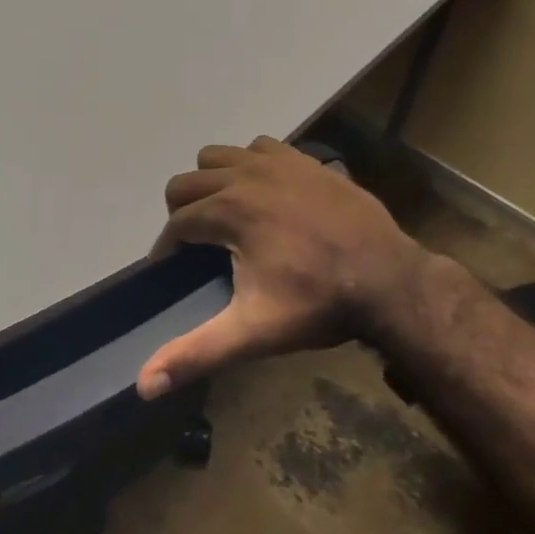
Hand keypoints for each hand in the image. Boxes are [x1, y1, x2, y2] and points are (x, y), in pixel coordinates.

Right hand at [137, 137, 431, 398]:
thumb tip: (144, 385)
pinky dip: (250, 165)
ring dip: (212, 182)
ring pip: (218, 156)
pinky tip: (266, 193)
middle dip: (182, 213)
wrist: (390, 279)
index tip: (172, 269)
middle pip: (186, 183)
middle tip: (200, 246)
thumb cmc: (318, 304)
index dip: (167, 249)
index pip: (175, 224)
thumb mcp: (253, 332)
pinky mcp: (304, 159)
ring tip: (227, 215)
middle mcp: (244, 176)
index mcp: (226, 211)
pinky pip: (259, 147)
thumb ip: (196, 353)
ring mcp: (277, 162)